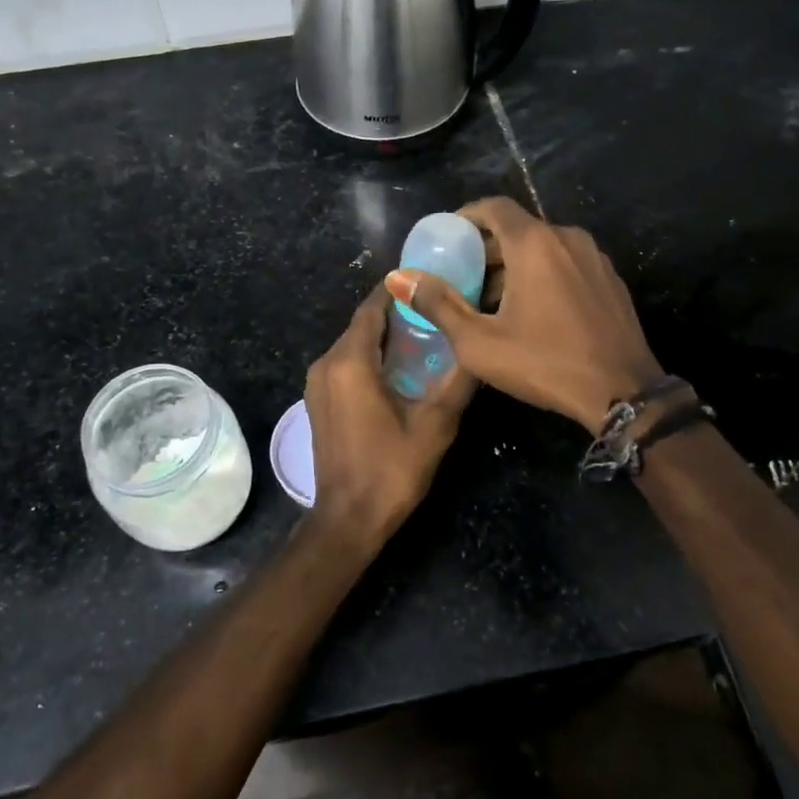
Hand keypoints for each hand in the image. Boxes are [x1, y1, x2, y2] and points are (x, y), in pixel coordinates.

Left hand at [304, 284, 476, 547]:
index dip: (397, 290)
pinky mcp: (318, 400)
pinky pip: (345, 363)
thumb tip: (481, 347)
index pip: (372, 308)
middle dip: (395, 312)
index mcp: (350, 362)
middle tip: (435, 306)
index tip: (427, 279)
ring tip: (423, 332)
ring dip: (384, 335)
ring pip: (352, 343)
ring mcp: (317, 383)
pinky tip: (399, 366)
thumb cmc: (391, 469)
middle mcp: (326, 364)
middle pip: (362, 324)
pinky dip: (369, 355)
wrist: (347, 519)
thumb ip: (458, 380)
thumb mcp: (435, 424)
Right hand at [384, 196, 662, 430]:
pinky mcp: (611, 280)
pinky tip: (534, 311)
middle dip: (487, 249)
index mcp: (534, 243)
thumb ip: (438, 304)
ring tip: (493, 301)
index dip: (466, 216)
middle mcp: (567, 238)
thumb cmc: (545, 363)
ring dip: (515, 264)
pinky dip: (544, 274)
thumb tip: (399, 277)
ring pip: (544, 247)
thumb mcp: (479, 342)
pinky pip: (567, 263)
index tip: (447, 237)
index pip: (494, 207)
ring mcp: (594, 258)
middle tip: (463, 278)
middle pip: (518, 229)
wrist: (623, 394)